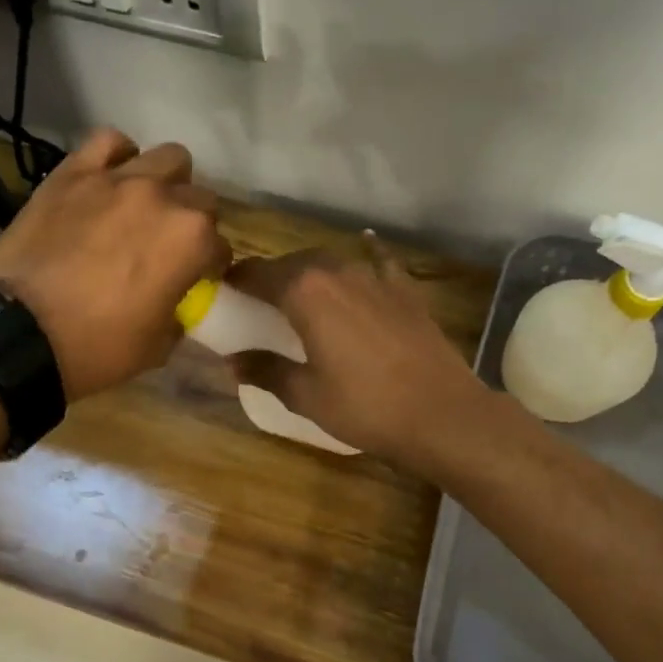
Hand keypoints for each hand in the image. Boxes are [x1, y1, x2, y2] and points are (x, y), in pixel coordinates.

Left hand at [0, 129, 229, 399]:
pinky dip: (119, 157)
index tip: (195, 279)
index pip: (220, 246)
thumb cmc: (97, 347)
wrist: (20, 333)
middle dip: (193, 223)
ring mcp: (117, 179)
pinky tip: (111, 180)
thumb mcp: (158, 347)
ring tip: (146, 207)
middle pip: (200, 198)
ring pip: (167, 158)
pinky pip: (109, 143)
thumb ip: (179, 313)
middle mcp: (163, 198)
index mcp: (192, 241)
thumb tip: (176, 301)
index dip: (210, 266)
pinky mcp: (74, 173)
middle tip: (169, 247)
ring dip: (166, 183)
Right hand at [226, 237, 491, 466]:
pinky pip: (378, 264)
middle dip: (271, 276)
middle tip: (257, 300)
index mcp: (306, 291)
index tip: (222, 292)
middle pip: (294, 263)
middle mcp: (338, 271)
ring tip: (300, 294)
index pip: (258, 274)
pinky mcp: (405, 291)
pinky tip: (365, 248)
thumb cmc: (365, 406)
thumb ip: (266, 370)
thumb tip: (233, 362)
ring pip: (332, 262)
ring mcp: (376, 277)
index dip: (236, 281)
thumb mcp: (306, 395)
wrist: (440, 413)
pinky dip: (365, 257)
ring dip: (310, 273)